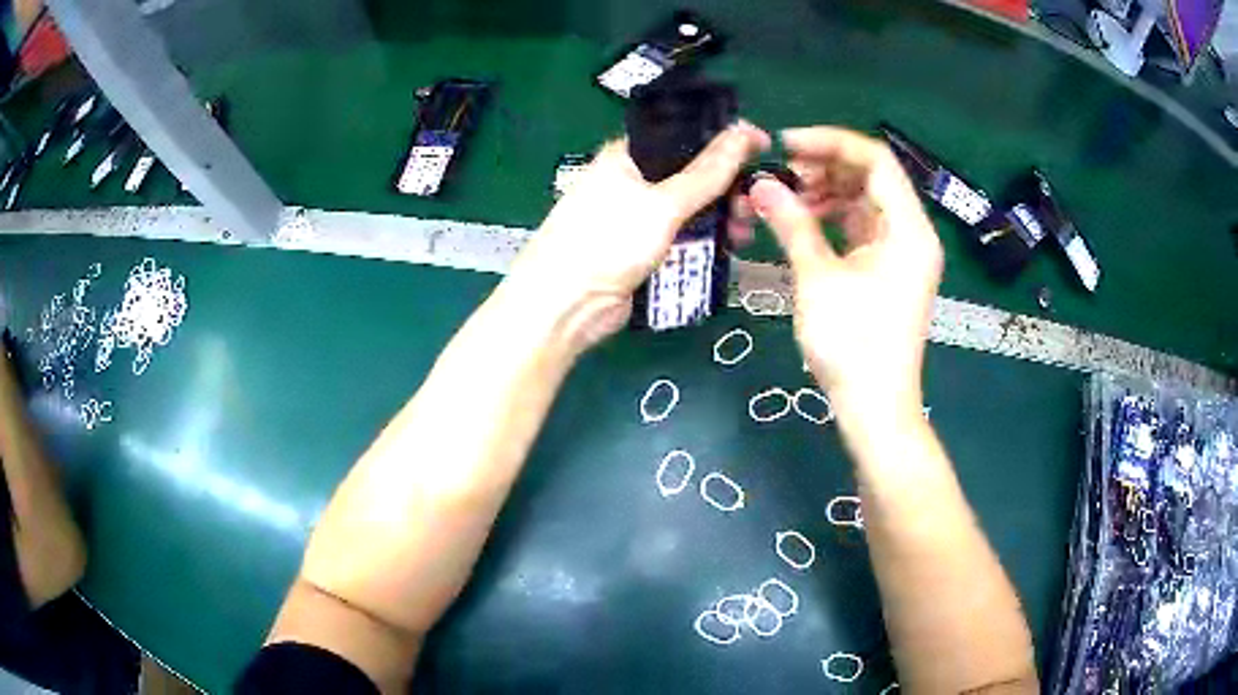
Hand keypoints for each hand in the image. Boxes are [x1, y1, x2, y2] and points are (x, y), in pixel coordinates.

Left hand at [502, 122, 769, 351]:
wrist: (566, 306)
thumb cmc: (607, 241)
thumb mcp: (661, 203)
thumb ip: (707, 172)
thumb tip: (745, 131)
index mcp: (628, 156)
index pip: (685, 135)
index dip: (724, 139)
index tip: (762, 147)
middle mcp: (634, 181)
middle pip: (693, 174)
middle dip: (728, 187)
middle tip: (756, 202)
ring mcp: (640, 218)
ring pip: (693, 209)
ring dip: (722, 217)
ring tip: (746, 231)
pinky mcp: (647, 250)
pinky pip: (685, 237)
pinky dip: (708, 240)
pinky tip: (731, 246)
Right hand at [747, 126, 942, 424]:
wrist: (875, 406)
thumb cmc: (853, 344)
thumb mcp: (818, 279)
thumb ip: (792, 224)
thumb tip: (760, 186)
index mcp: (908, 228)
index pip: (875, 160)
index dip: (830, 143)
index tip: (785, 145)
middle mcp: (912, 233)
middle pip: (872, 177)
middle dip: (826, 168)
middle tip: (781, 174)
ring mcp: (903, 252)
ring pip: (866, 201)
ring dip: (828, 192)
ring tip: (787, 197)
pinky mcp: (890, 270)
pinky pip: (864, 227)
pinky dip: (835, 218)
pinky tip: (805, 221)